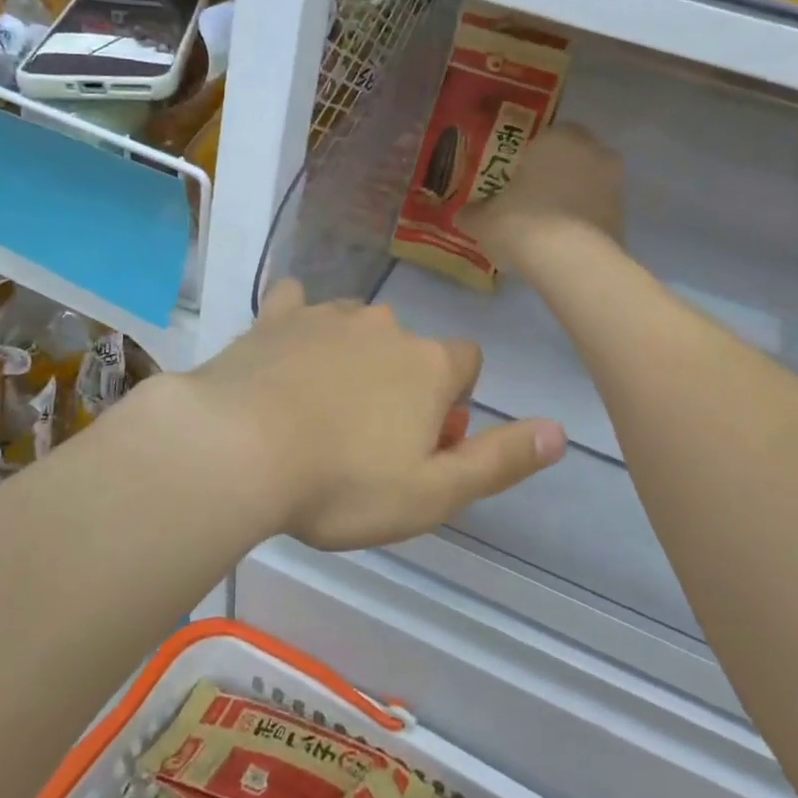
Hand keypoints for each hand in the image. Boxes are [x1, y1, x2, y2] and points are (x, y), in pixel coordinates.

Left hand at [174, 282, 564, 550]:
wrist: (237, 449)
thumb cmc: (342, 483)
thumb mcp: (434, 493)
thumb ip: (500, 460)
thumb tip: (560, 431)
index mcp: (428, 364)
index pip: (466, 363)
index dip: (453, 401)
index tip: (426, 441)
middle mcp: (385, 326)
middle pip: (410, 349)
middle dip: (401, 385)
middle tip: (367, 441)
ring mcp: (327, 315)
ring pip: (357, 329)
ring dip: (352, 359)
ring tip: (320, 411)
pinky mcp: (276, 316)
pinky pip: (296, 305)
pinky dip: (297, 323)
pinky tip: (283, 349)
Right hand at [461, 123, 623, 270]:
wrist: (569, 260)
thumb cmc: (521, 223)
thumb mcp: (483, 220)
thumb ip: (473, 213)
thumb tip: (463, 214)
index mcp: (557, 138)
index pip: (545, 137)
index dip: (528, 158)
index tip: (514, 178)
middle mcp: (592, 151)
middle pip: (570, 159)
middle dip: (554, 175)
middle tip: (529, 199)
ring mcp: (613, 184)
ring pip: (587, 185)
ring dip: (571, 199)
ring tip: (546, 225)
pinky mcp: (624, 216)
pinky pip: (596, 212)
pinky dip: (582, 223)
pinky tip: (562, 243)